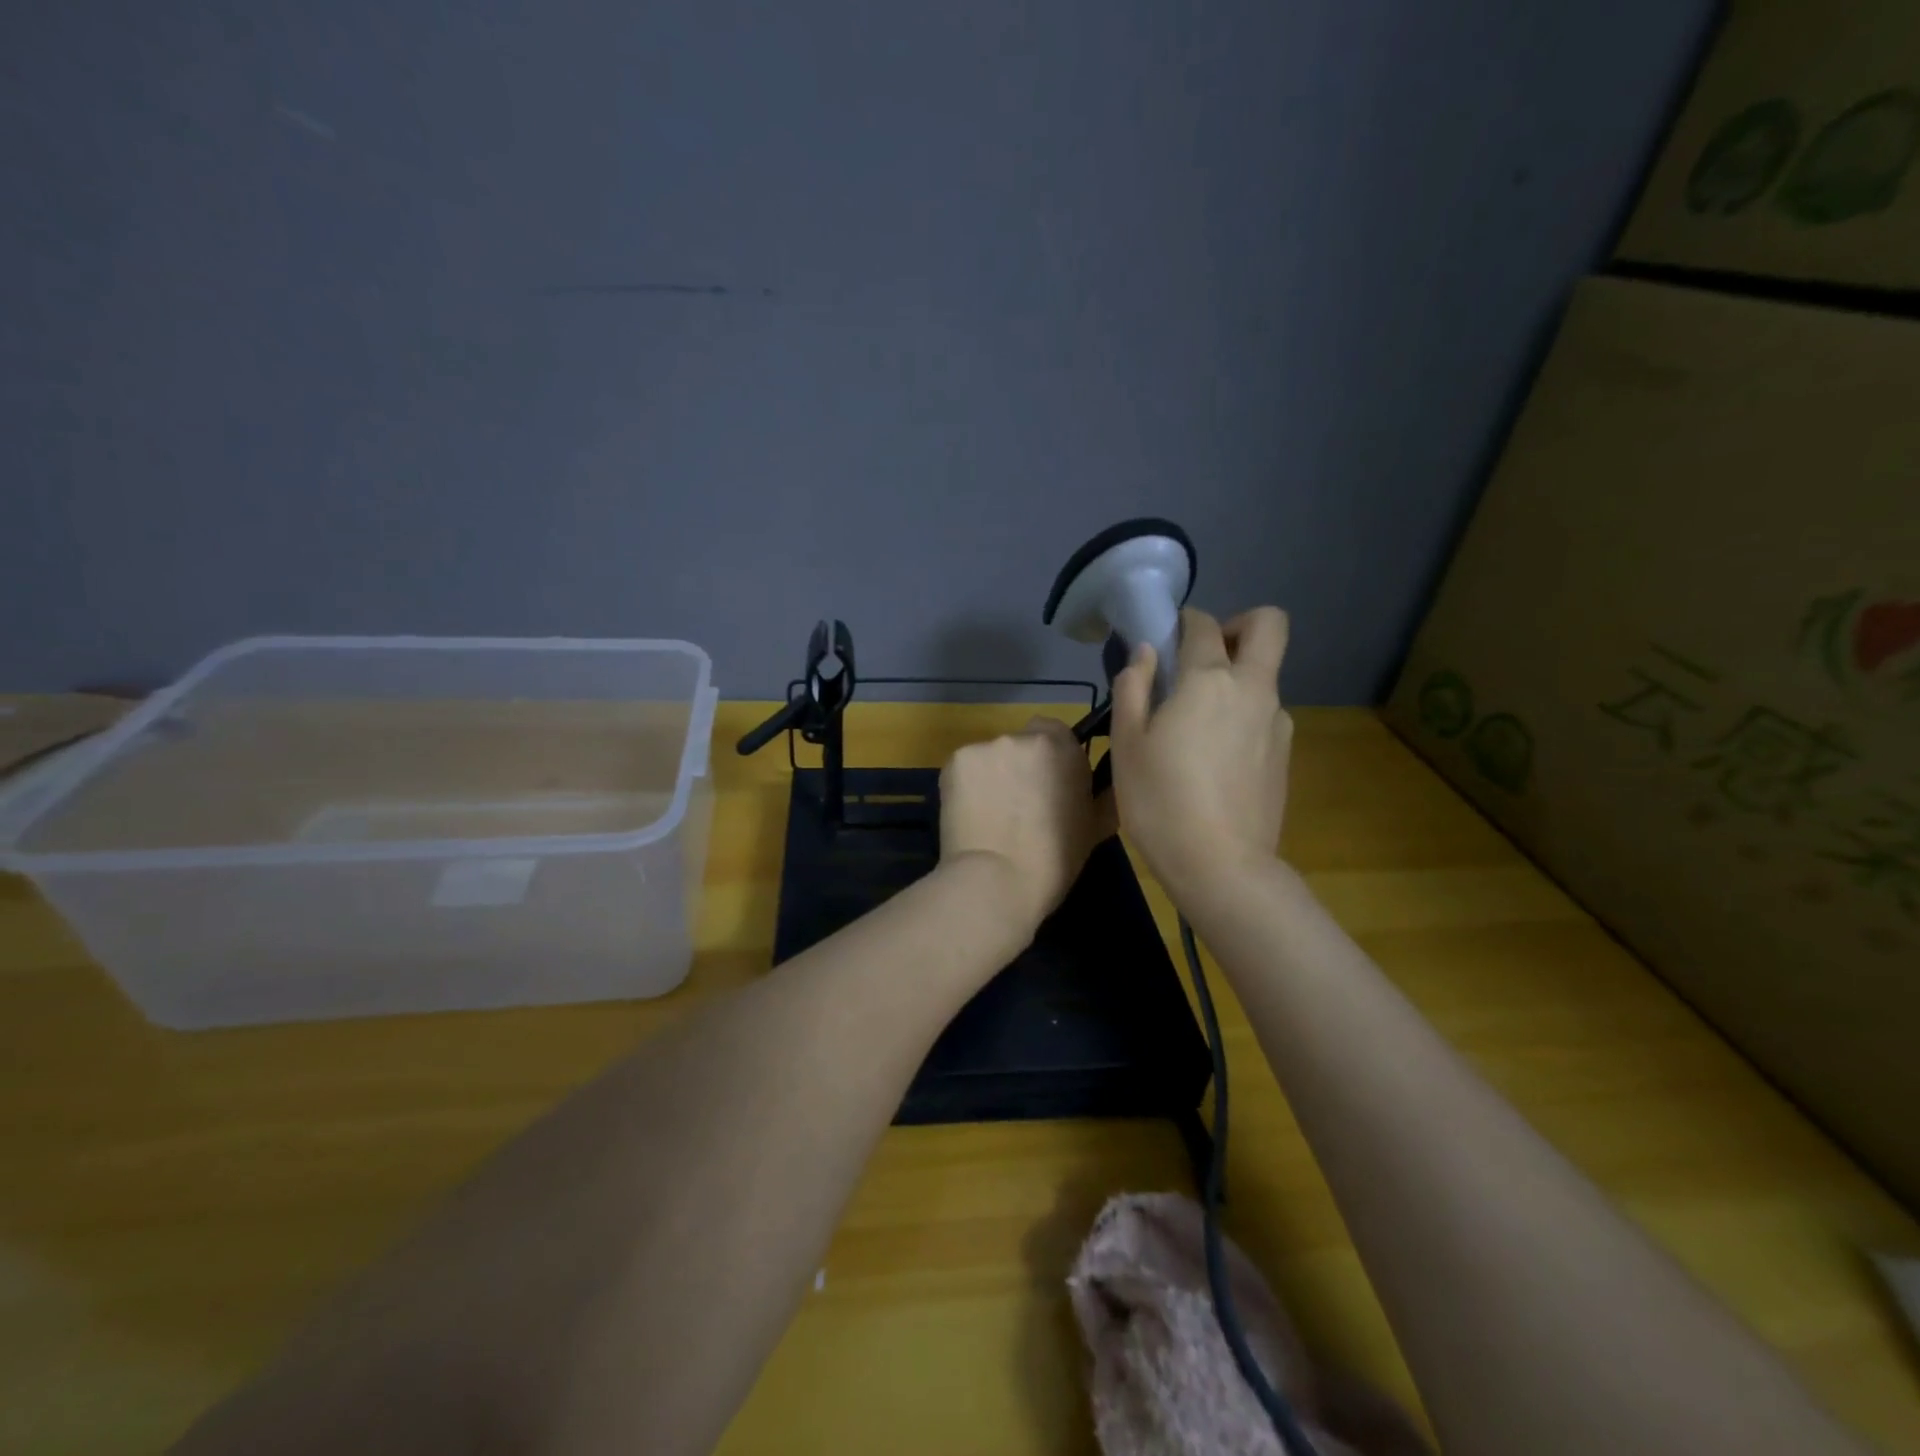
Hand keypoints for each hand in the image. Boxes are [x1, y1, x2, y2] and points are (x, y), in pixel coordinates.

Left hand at [939, 717, 1116, 934]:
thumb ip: (1101, 794)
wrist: (997, 880)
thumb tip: (1102, 785)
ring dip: (993, 776)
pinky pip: (965, 769)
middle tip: (1020, 804)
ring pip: (991, 756)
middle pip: (1021, 743)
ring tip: (992, 815)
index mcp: (1061, 747)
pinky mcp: (953, 763)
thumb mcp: (1096, 826)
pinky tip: (971, 815)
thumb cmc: (1055, 858)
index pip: (1055, 731)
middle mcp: (1021, 738)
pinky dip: (968, 786)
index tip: (1050, 784)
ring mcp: (983, 747)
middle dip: (1021, 766)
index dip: (1052, 757)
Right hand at [1109, 606, 1292, 901]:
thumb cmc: (1160, 800)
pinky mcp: (1285, 753)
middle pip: (1269, 625)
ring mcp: (1277, 721)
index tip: (1166, 638)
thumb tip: (1145, 652)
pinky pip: (1265, 713)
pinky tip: (1214, 757)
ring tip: (1196, 724)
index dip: (1184, 621)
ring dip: (1236, 679)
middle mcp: (1253, 689)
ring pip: (1265, 675)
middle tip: (1204, 657)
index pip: (1203, 625)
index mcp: (1209, 680)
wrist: (1221, 865)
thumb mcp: (1127, 743)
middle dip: (1239, 625)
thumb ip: (1133, 687)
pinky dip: (1242, 715)